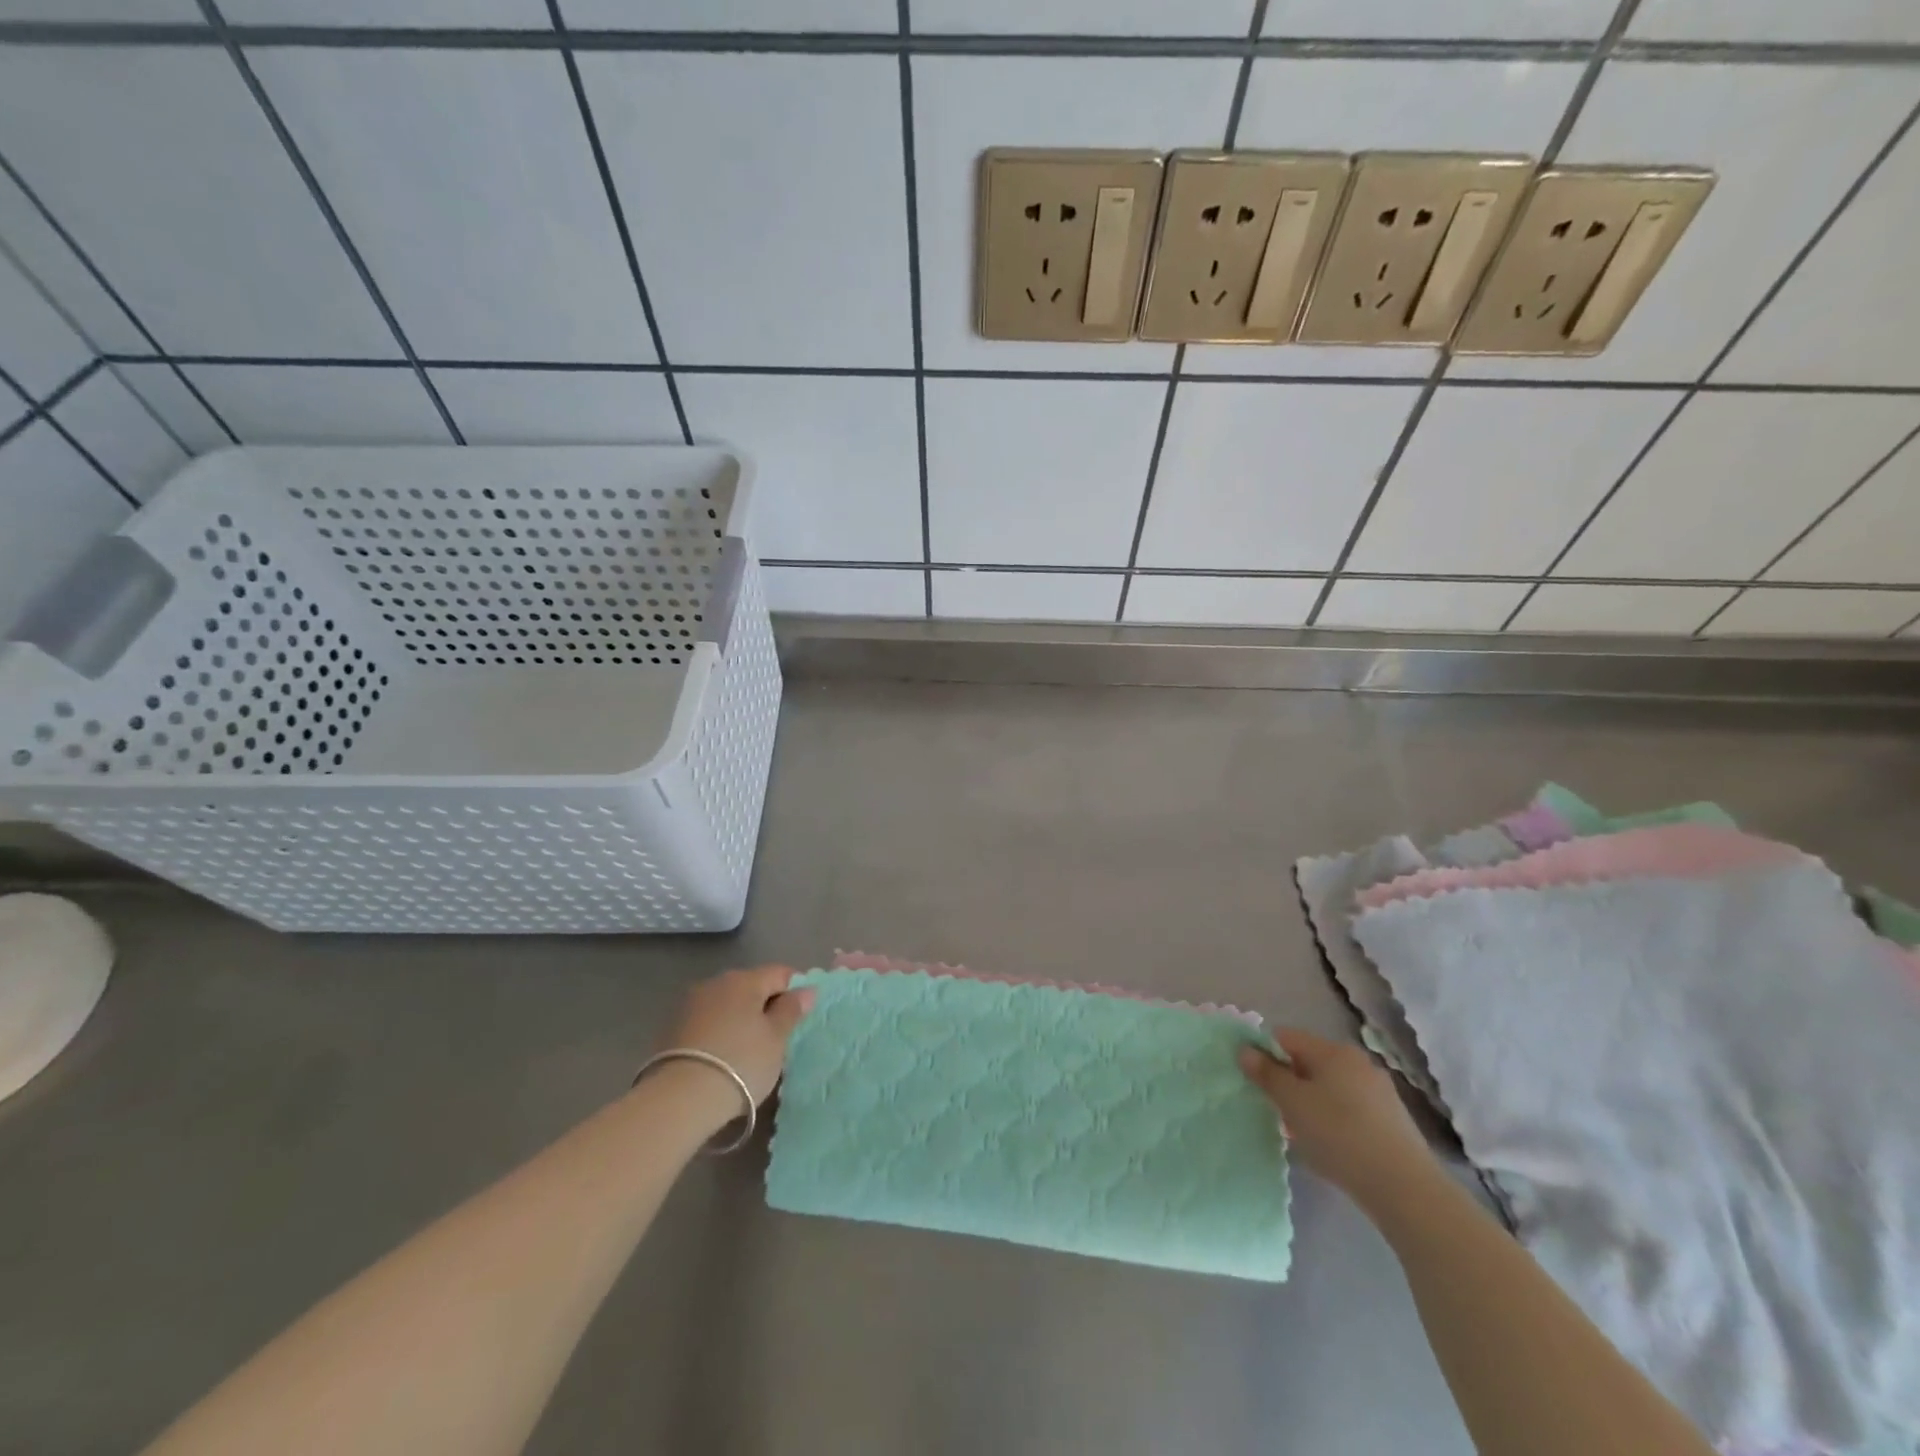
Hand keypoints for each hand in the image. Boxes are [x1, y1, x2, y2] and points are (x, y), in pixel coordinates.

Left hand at [661, 965, 813, 1106]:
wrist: (680, 1100)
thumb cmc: (740, 1063)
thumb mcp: (776, 1038)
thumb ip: (791, 1010)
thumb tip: (806, 989)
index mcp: (745, 979)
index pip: (780, 973)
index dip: (797, 990)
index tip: (803, 1015)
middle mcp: (716, 983)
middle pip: (752, 986)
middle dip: (767, 1004)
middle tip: (779, 1035)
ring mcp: (691, 1004)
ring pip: (728, 1003)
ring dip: (742, 1018)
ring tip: (751, 1048)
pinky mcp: (673, 1028)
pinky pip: (709, 1021)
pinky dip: (722, 1031)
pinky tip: (725, 1055)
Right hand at [1239, 1027, 1438, 1210]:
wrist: (1405, 1188)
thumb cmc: (1339, 1135)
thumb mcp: (1292, 1103)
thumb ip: (1266, 1074)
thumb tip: (1245, 1050)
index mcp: (1332, 1050)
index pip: (1285, 1037)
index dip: (1265, 1055)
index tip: (1257, 1084)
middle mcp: (1357, 1062)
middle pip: (1308, 1062)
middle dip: (1289, 1083)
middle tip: (1279, 1113)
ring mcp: (1379, 1091)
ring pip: (1329, 1087)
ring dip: (1311, 1104)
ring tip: (1304, 1136)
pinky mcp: (1392, 1120)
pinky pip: (1350, 1108)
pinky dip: (1335, 1120)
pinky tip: (1333, 1148)